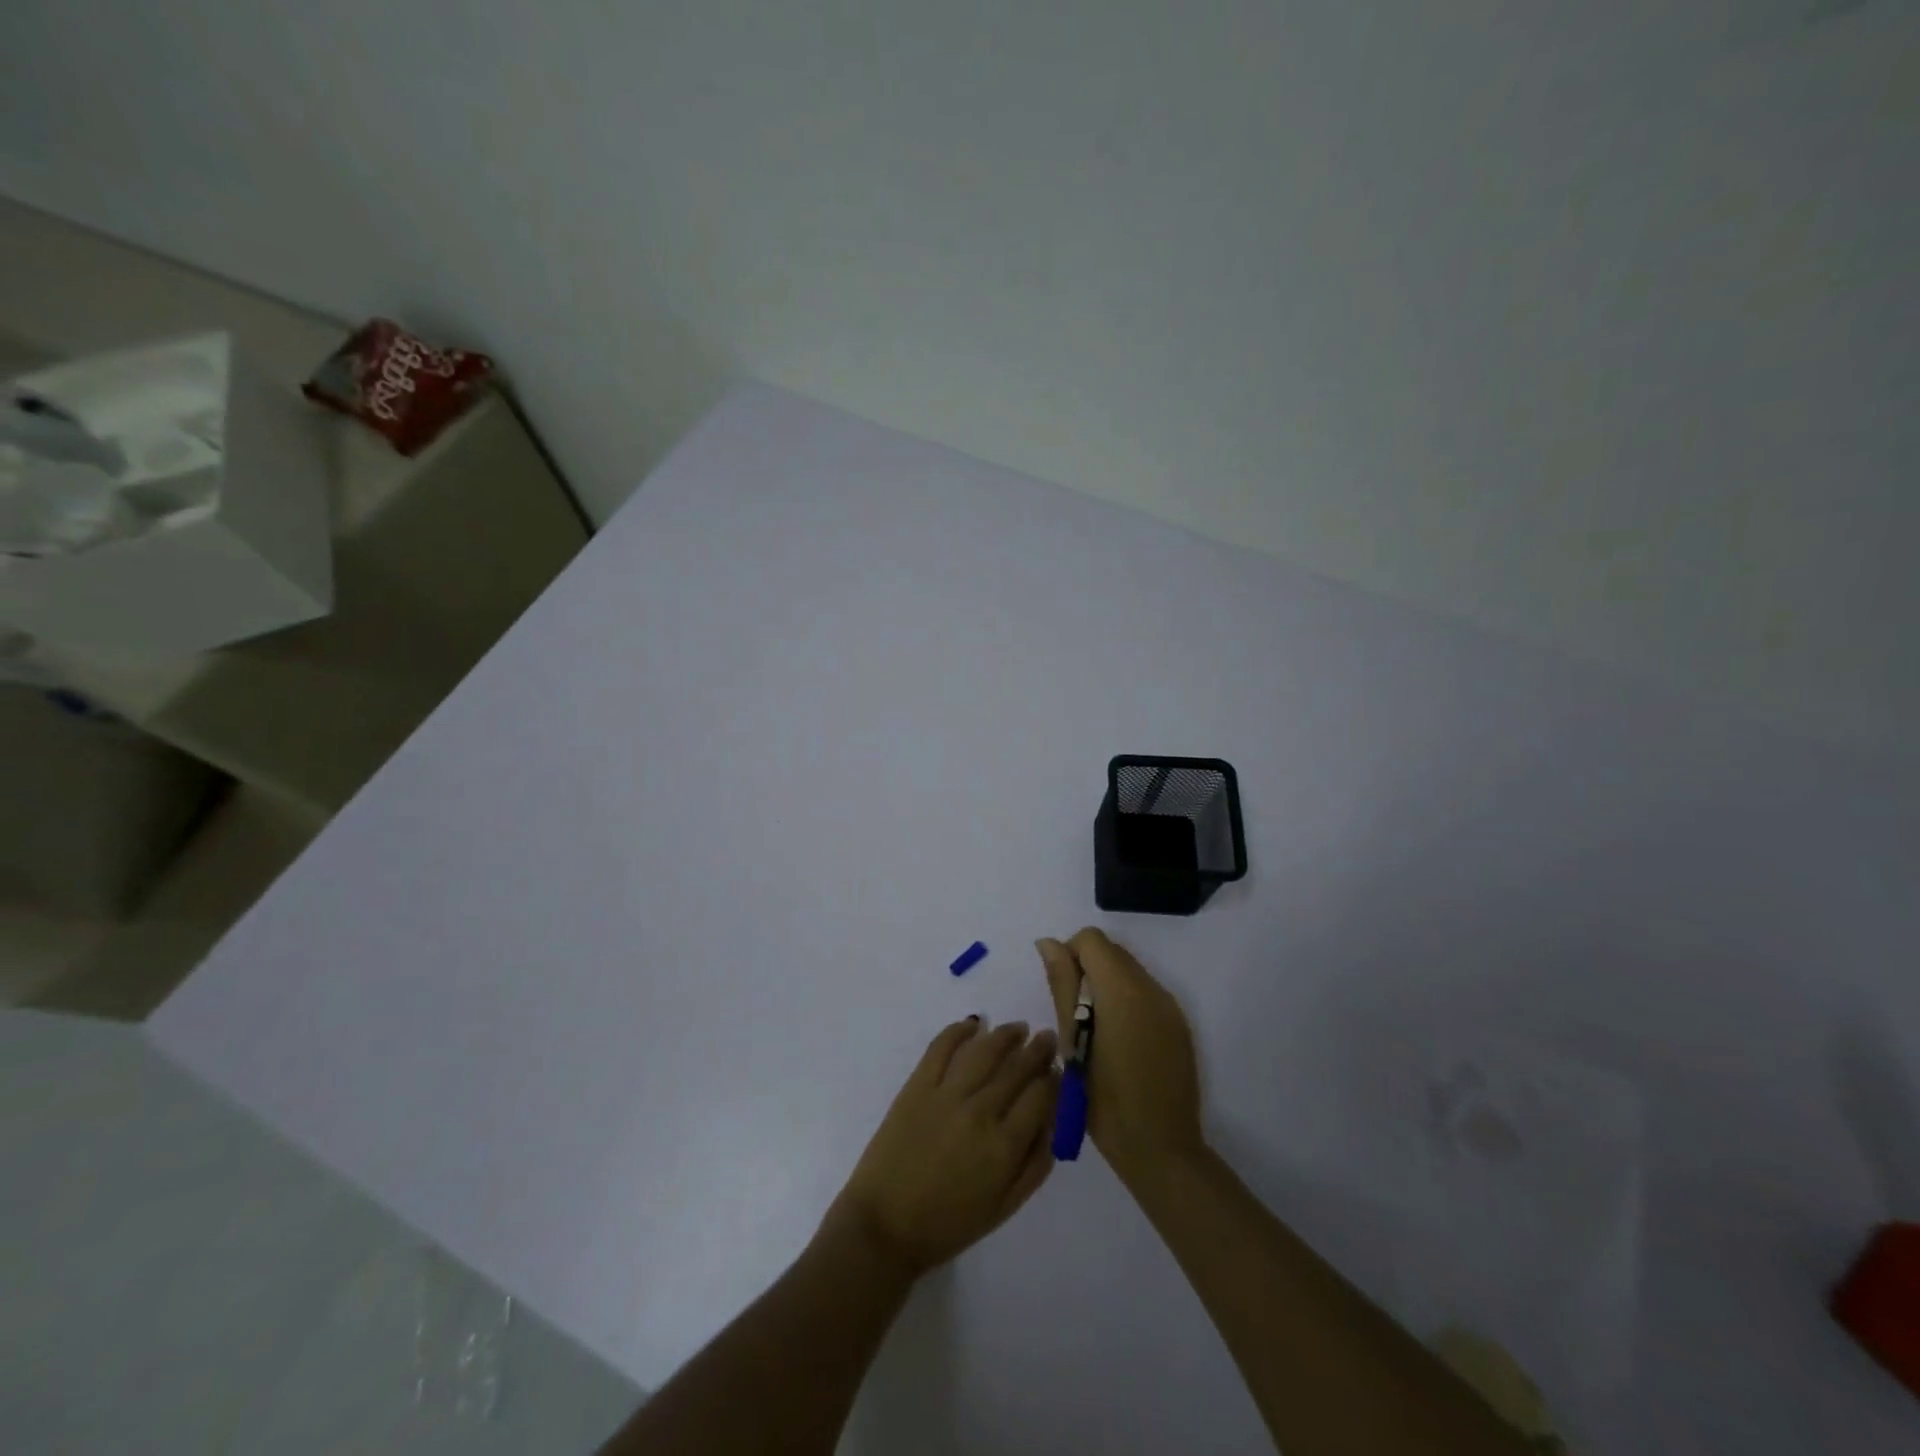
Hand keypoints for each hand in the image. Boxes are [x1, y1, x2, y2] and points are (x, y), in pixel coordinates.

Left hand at [824, 1018, 1058, 1277]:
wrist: (885, 1225)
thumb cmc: (948, 1224)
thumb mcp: (1003, 1207)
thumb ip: (1034, 1167)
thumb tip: (1054, 1126)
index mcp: (1004, 1146)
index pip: (1040, 1097)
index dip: (1054, 1080)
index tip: (1060, 1070)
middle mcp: (980, 1112)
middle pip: (1017, 1069)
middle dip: (1038, 1051)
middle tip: (1047, 1038)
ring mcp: (946, 1094)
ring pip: (984, 1051)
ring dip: (1006, 1035)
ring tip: (1018, 1028)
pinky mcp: (917, 1085)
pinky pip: (941, 1047)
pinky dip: (959, 1030)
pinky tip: (973, 1024)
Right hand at [1038, 928, 1205, 1187]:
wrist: (1160, 1149)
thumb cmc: (1103, 1100)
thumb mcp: (1071, 1041)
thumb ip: (1062, 985)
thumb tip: (1048, 943)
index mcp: (1123, 989)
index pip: (1091, 939)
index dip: (1069, 955)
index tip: (1061, 992)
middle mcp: (1151, 988)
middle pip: (1112, 951)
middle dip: (1087, 969)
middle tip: (1074, 1016)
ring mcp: (1170, 1006)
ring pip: (1129, 971)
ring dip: (1106, 986)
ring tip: (1094, 1032)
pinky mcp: (1179, 1025)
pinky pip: (1146, 993)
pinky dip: (1126, 1001)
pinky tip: (1119, 1043)